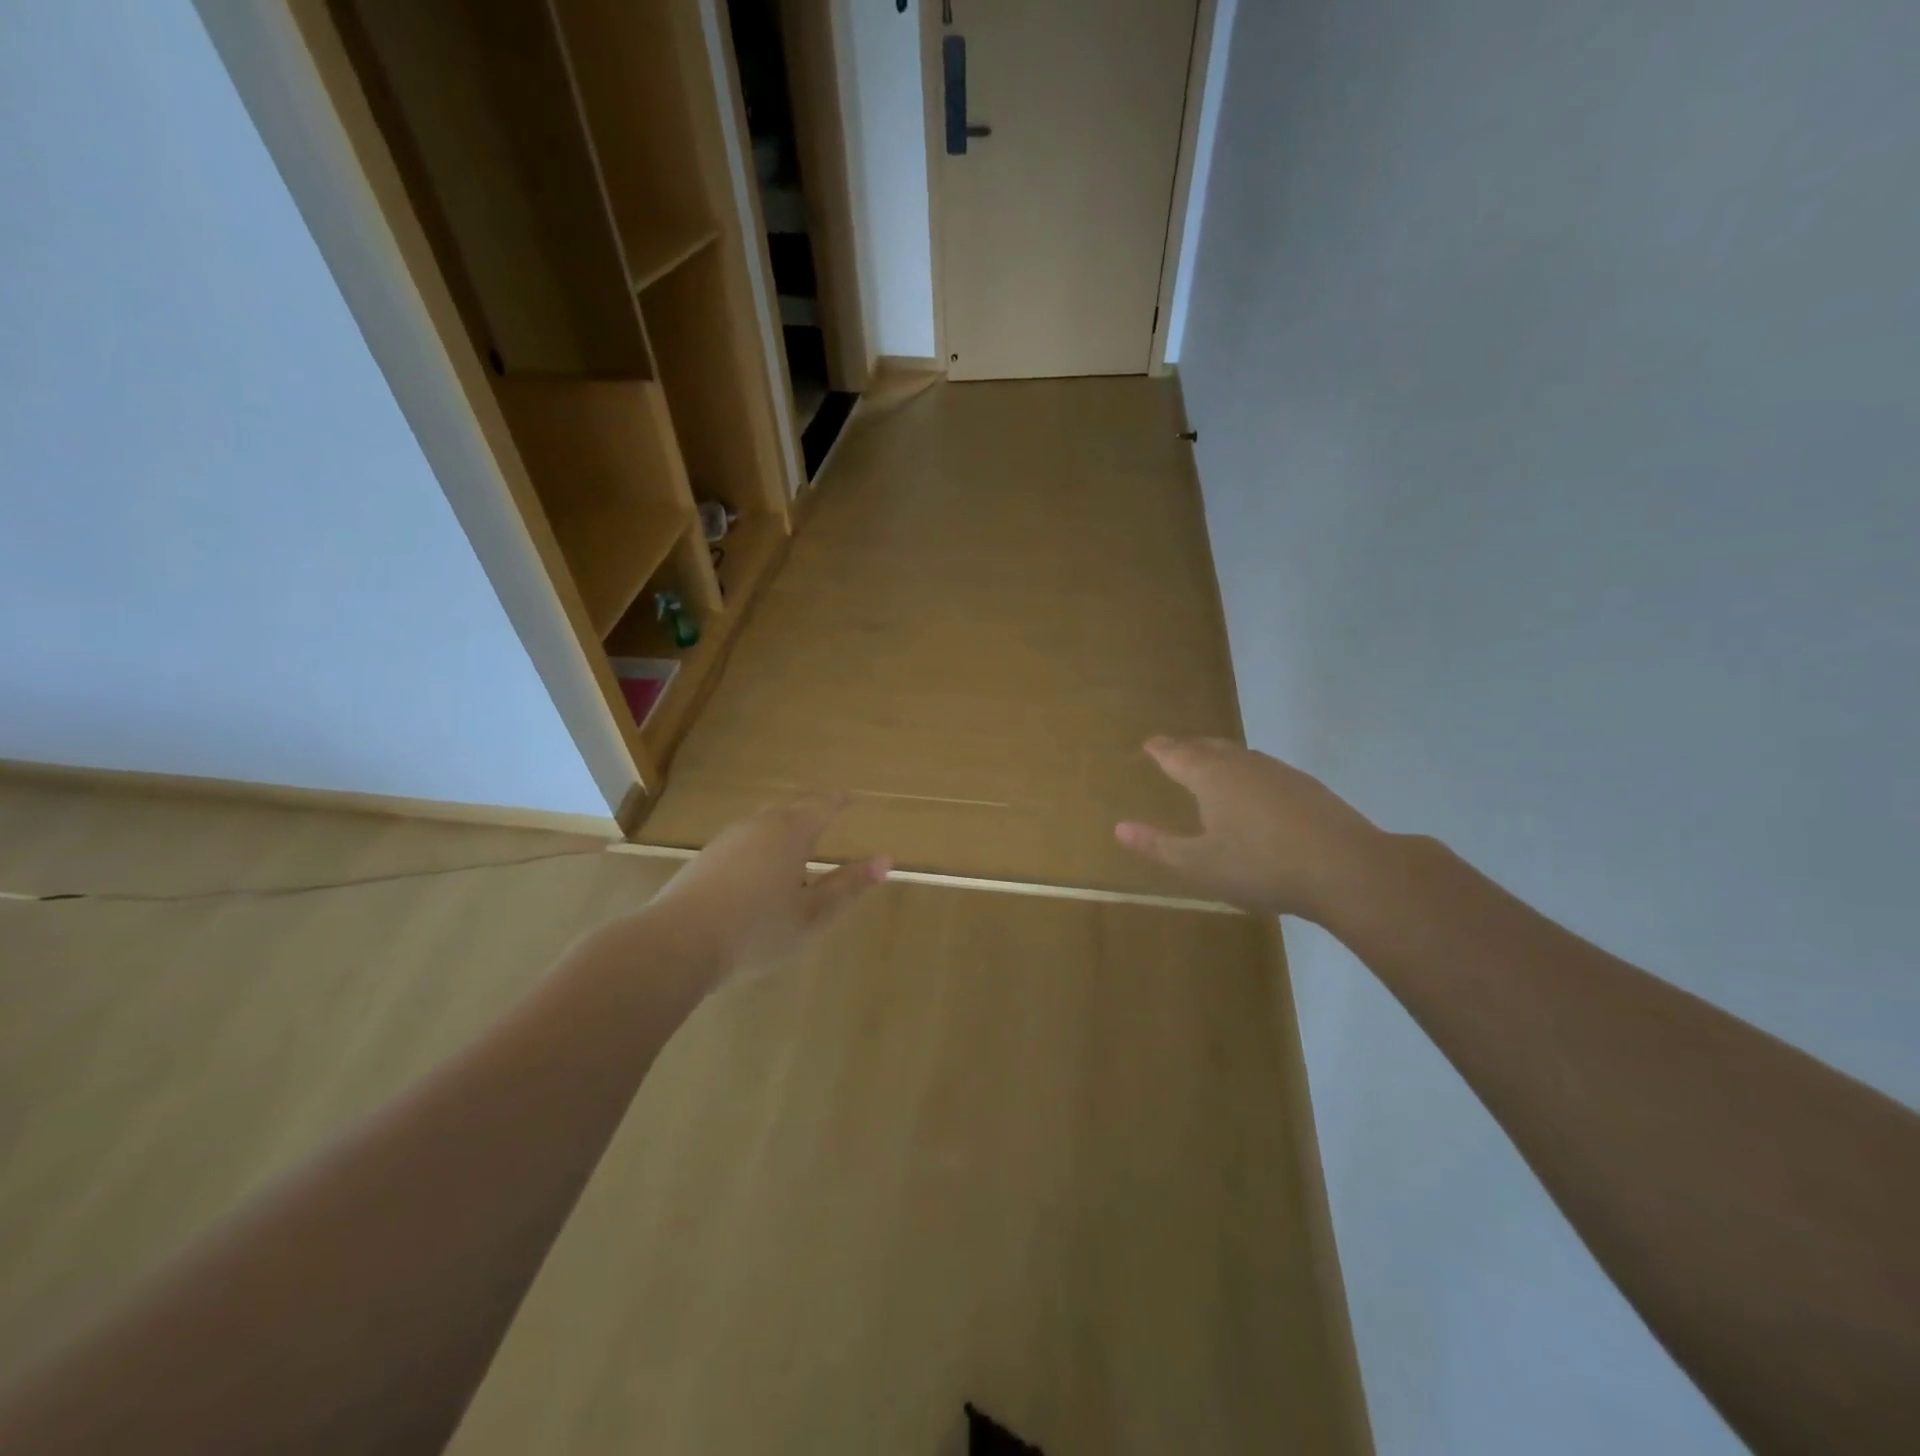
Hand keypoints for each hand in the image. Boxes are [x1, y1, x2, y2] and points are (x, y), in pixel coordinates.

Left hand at [648, 793, 891, 983]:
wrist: (675, 945)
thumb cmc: (756, 929)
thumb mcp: (812, 915)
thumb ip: (848, 886)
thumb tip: (885, 860)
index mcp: (789, 833)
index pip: (820, 805)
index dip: (837, 800)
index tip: (848, 796)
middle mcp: (757, 827)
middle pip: (789, 809)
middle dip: (809, 809)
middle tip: (825, 812)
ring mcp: (726, 842)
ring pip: (762, 825)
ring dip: (782, 828)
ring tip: (795, 845)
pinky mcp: (703, 861)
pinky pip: (742, 843)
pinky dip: (759, 847)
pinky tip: (757, 873)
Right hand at [1115, 737, 1385, 922]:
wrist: (1346, 869)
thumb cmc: (1261, 866)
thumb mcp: (1199, 865)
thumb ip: (1158, 845)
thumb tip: (1120, 827)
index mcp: (1211, 777)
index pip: (1176, 755)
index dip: (1160, 750)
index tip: (1149, 744)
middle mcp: (1242, 764)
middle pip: (1208, 747)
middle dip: (1187, 748)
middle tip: (1174, 751)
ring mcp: (1278, 772)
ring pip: (1239, 755)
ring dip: (1218, 757)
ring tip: (1209, 767)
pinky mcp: (1306, 787)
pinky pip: (1263, 769)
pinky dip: (1246, 773)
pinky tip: (1254, 792)